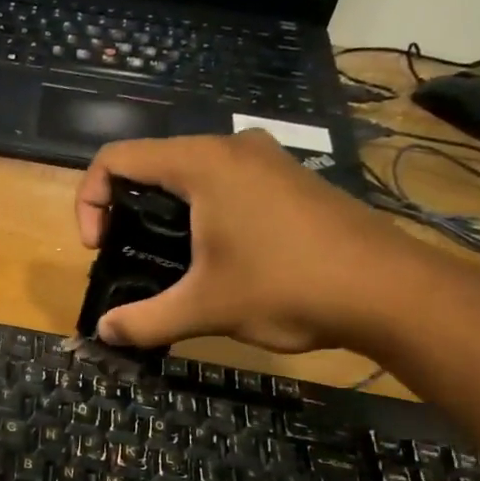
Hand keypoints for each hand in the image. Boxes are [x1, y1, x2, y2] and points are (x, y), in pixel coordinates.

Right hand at [75, 132, 441, 355]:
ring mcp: (266, 160)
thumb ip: (143, 321)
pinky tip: (218, 257)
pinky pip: (224, 183)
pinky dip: (201, 212)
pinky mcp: (289, 180)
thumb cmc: (286, 287)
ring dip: (164, 212)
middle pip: (151, 164)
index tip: (98, 250)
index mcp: (201, 164)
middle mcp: (231, 148)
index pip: (115, 160)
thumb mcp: (204, 309)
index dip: (89, 202)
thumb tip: (105, 333)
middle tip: (128, 256)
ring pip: (189, 173)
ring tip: (170, 260)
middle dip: (124, 210)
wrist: (390, 291)